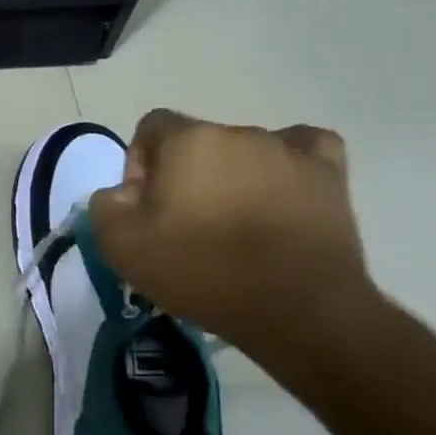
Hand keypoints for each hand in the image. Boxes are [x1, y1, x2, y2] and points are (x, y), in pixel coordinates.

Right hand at [87, 109, 374, 354]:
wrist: (296, 307)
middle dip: (185, 175)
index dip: (139, 164)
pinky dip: (286, 166)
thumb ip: (105, 206)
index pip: (151, 127)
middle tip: (184, 225)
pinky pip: (303, 150)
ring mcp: (289, 151)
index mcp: (187, 140)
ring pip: (245, 152)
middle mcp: (239, 132)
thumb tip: (121, 193)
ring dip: (231, 178)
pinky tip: (280, 191)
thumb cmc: (200, 270)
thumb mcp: (120, 246)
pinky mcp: (330, 174)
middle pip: (198, 142)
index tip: (144, 207)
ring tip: (234, 226)